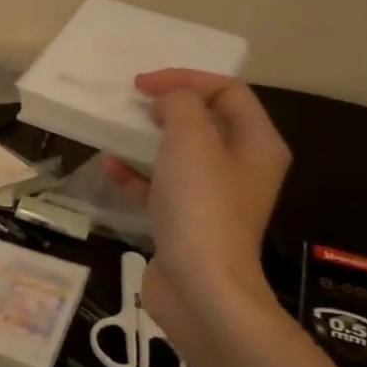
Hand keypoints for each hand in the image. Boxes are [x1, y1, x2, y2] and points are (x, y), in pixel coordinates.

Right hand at [106, 69, 290, 351]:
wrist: (201, 288)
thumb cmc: (200, 208)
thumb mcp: (191, 141)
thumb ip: (180, 106)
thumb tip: (168, 100)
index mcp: (256, 144)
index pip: (228, 91)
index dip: (186, 78)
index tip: (142, 85)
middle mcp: (240, 167)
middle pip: (207, 120)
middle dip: (169, 106)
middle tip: (132, 102)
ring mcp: (213, 198)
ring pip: (181, 154)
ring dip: (149, 138)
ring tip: (117, 129)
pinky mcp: (185, 222)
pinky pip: (160, 186)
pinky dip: (136, 174)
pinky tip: (111, 169)